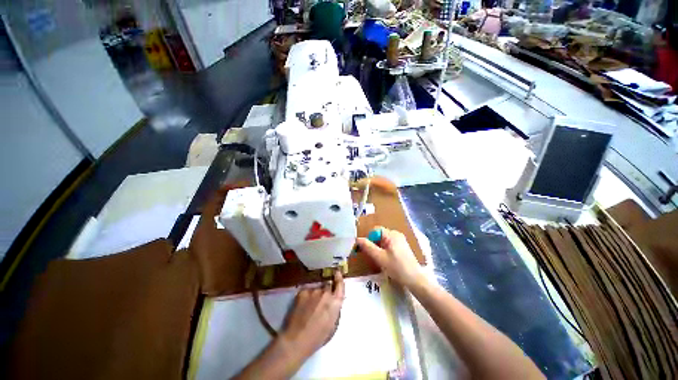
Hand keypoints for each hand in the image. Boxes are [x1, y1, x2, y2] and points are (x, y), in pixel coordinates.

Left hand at [280, 270, 344, 358]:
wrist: (296, 340)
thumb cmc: (317, 338)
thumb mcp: (333, 324)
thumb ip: (335, 308)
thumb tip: (334, 301)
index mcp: (335, 302)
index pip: (340, 284)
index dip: (339, 277)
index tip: (337, 272)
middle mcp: (326, 292)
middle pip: (327, 285)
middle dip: (326, 290)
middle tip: (320, 300)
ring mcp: (313, 291)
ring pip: (316, 289)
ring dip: (315, 294)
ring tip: (309, 306)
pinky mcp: (302, 291)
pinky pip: (307, 291)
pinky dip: (306, 296)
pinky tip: (302, 306)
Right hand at [356, 227, 424, 288]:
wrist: (415, 280)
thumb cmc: (397, 267)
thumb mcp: (380, 257)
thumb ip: (368, 247)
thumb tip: (357, 239)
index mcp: (392, 234)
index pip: (375, 230)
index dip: (368, 238)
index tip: (366, 249)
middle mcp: (396, 234)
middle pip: (379, 235)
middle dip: (373, 244)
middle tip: (372, 256)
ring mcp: (400, 241)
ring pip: (383, 241)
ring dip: (378, 248)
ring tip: (379, 260)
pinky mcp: (402, 247)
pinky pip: (389, 245)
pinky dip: (384, 250)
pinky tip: (386, 260)